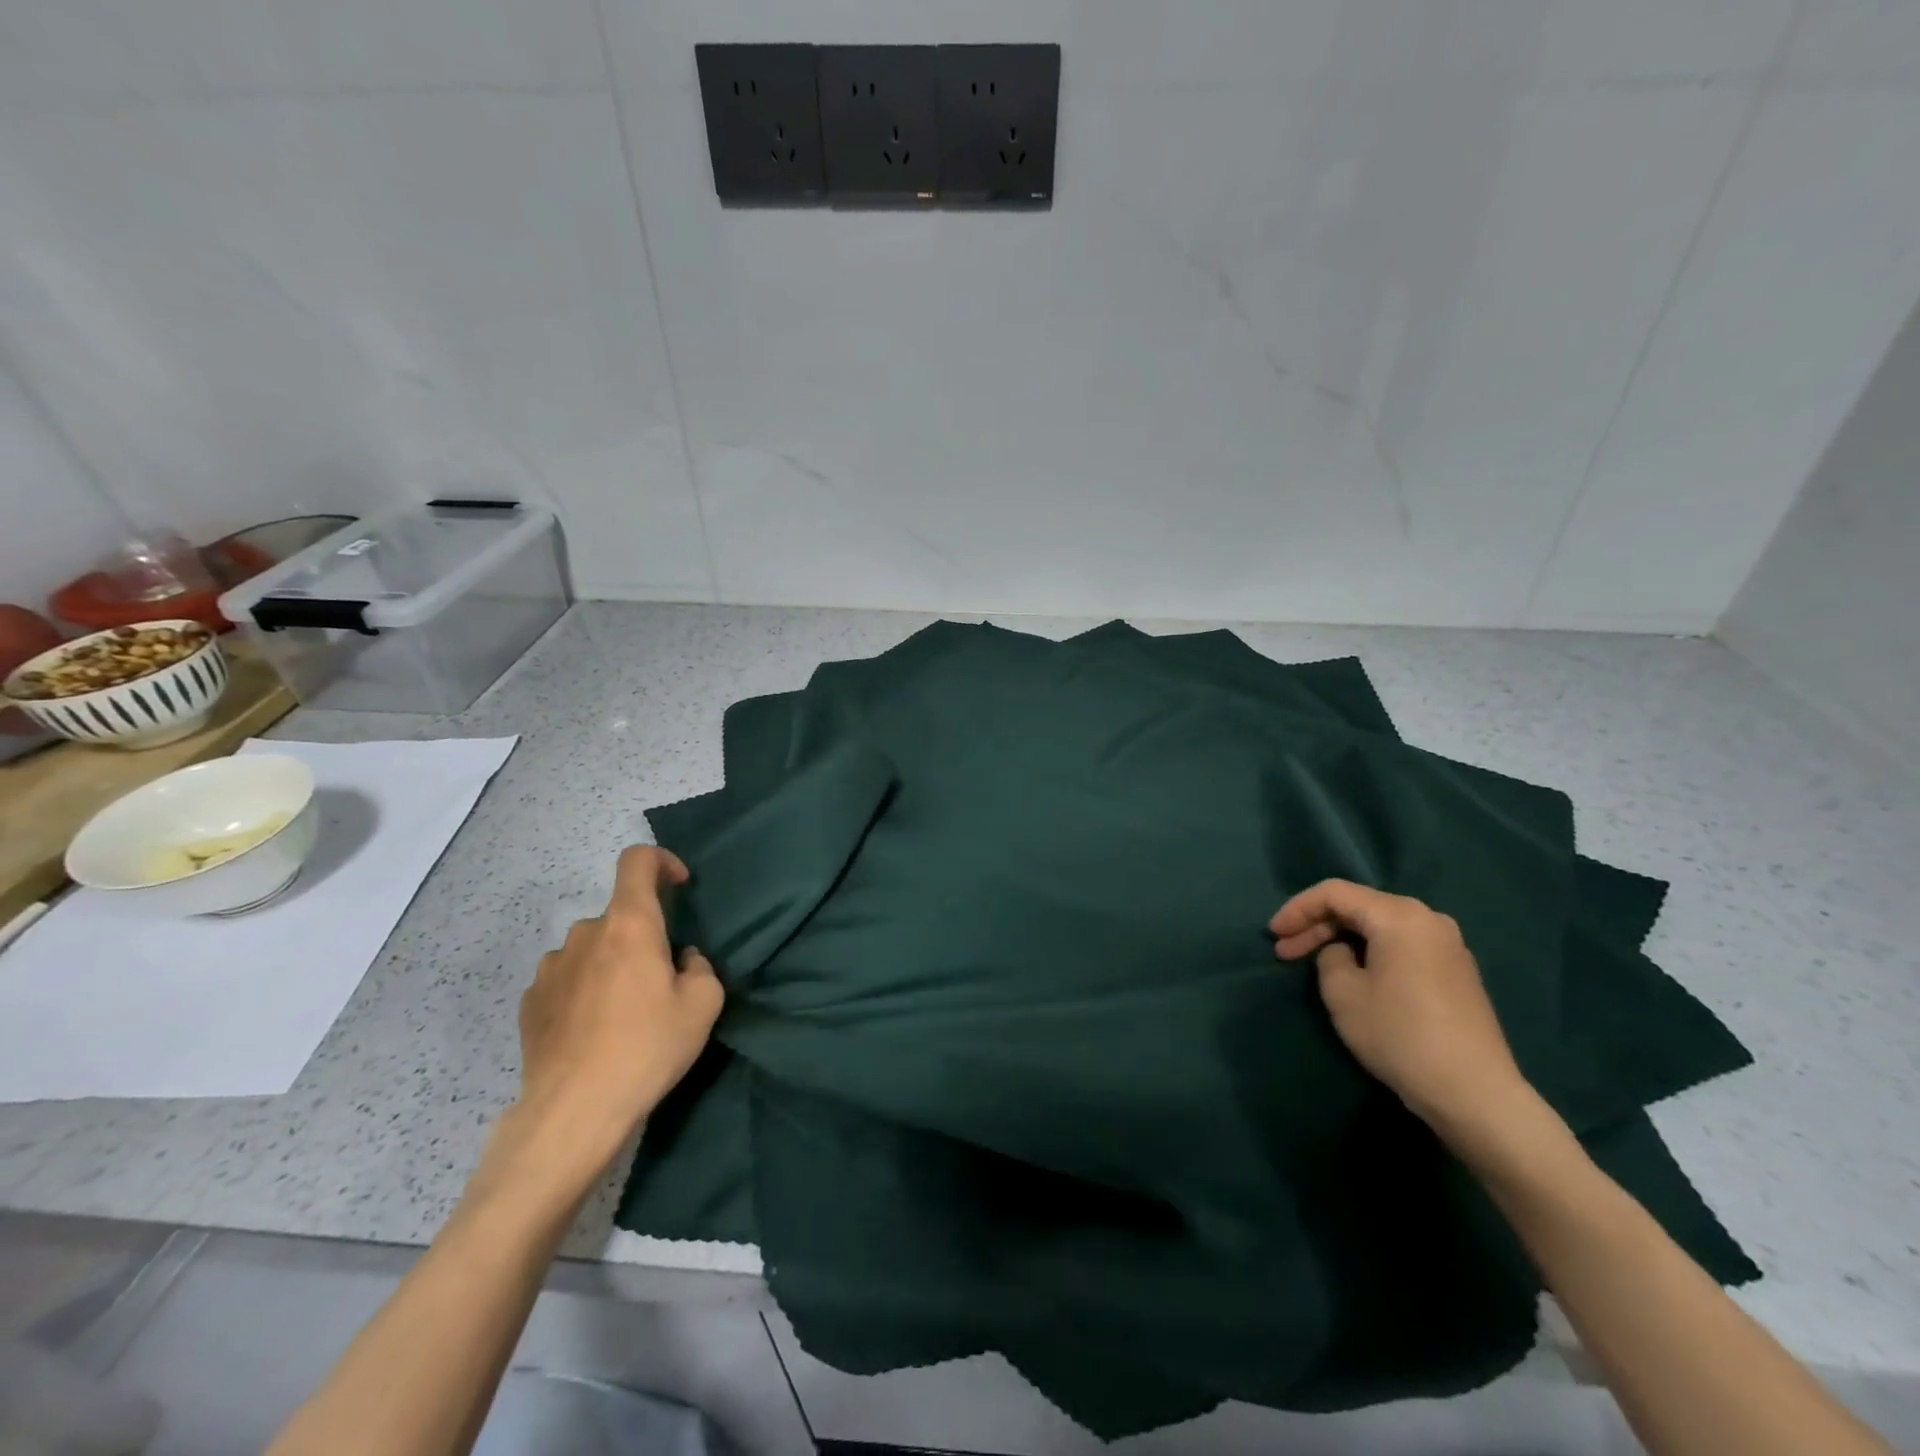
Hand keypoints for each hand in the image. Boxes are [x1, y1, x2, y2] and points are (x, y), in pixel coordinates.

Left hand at [507, 846, 723, 1178]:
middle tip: (659, 982)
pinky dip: (582, 990)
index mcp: (629, 924)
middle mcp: (585, 934)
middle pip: (619, 915)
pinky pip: (565, 980)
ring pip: (591, 949)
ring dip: (609, 964)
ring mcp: (550, 968)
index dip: (661, 861)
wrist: (573, 1111)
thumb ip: (700, 967)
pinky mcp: (529, 1002)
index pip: (637, 861)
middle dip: (641, 936)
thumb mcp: (703, 1005)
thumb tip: (681, 960)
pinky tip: (591, 1031)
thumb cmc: (647, 1047)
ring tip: (622, 1012)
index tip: (679, 886)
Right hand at [1270, 879, 1529, 1140]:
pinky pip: (1401, 945)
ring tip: (1313, 962)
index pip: (1334, 893)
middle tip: (1284, 951)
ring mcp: (1447, 945)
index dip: (1297, 909)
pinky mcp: (1456, 971)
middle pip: (1359, 907)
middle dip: (1317, 925)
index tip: (1273, 934)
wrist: (1475, 1093)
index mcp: (1400, 916)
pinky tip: (1353, 974)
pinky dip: (1370, 952)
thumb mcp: (1343, 993)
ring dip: (1342, 939)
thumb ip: (1330, 958)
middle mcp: (1428, 919)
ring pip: (1380, 926)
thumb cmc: (1400, 1035)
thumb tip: (1343, 953)